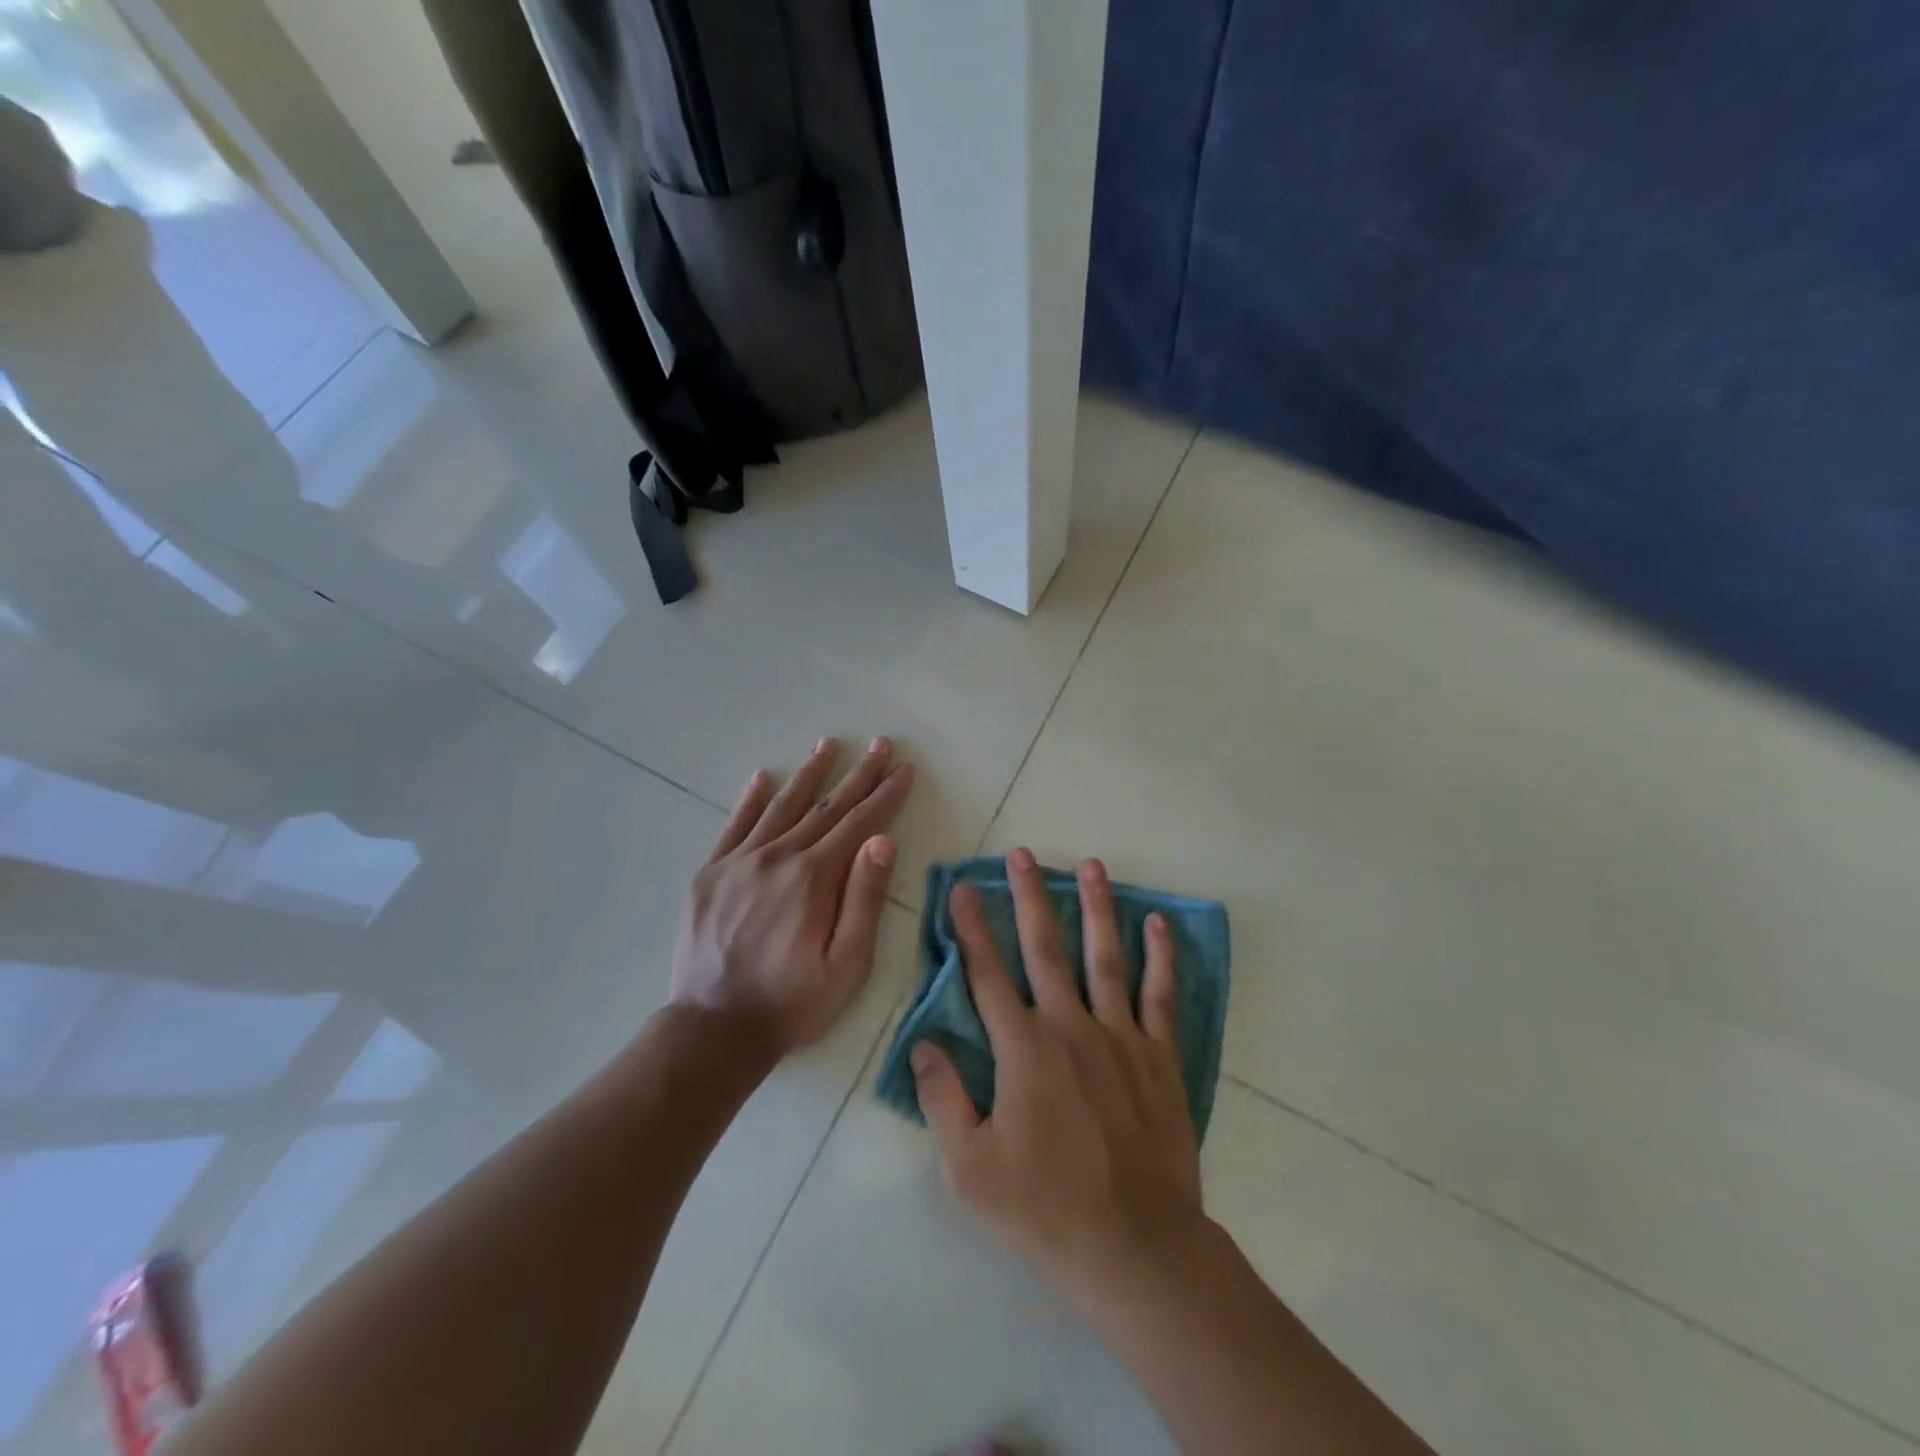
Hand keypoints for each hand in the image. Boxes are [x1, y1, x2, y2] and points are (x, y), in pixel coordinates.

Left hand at [671, 736, 913, 1054]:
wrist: (713, 1029)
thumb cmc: (792, 1002)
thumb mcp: (847, 964)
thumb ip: (864, 899)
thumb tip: (882, 840)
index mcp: (814, 878)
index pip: (859, 823)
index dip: (885, 795)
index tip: (903, 769)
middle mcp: (778, 857)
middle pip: (826, 807)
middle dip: (858, 774)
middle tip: (879, 743)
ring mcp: (739, 862)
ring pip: (782, 806)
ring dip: (809, 774)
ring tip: (829, 744)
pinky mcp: (710, 873)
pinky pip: (734, 825)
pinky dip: (751, 799)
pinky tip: (764, 777)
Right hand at [911, 849, 1204, 1300]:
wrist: (1134, 1245)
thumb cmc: (1044, 1208)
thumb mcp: (969, 1166)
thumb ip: (942, 1098)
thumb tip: (922, 1043)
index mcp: (1022, 1049)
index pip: (986, 974)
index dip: (970, 928)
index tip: (961, 887)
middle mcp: (1069, 1026)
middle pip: (1044, 948)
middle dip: (1029, 896)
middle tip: (1022, 855)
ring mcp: (1119, 1036)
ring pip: (1104, 956)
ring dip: (1095, 907)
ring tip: (1090, 864)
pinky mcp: (1158, 1056)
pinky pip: (1160, 995)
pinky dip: (1159, 956)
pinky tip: (1156, 923)